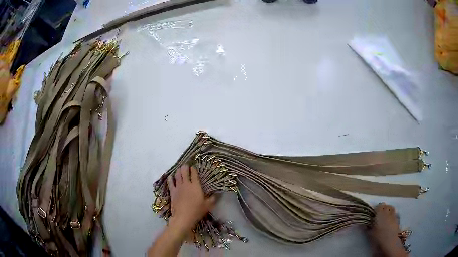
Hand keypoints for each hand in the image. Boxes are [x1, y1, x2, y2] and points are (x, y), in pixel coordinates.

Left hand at [167, 164, 215, 234]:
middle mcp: (186, 184)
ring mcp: (178, 187)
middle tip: (186, 165)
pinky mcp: (172, 191)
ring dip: (178, 170)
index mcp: (195, 186)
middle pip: (184, 171)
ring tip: (180, 168)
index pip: (194, 173)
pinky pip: (170, 182)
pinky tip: (171, 176)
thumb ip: (212, 199)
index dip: (193, 168)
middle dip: (185, 166)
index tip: (193, 166)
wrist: (183, 217)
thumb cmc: (196, 210)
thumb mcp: (208, 205)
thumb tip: (216, 194)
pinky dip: (170, 178)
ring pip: (177, 174)